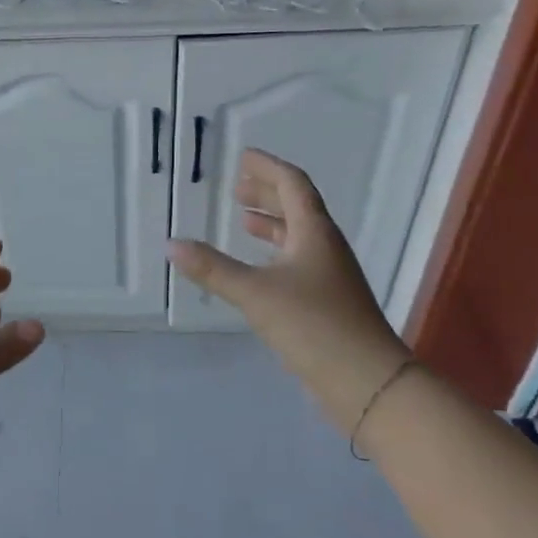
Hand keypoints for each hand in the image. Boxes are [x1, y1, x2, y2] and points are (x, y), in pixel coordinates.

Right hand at [167, 149, 409, 415]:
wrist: (366, 381)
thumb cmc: (313, 325)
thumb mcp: (256, 293)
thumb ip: (213, 268)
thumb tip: (171, 244)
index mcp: (315, 233)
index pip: (293, 185)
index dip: (268, 168)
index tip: (243, 156)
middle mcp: (325, 248)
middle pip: (297, 208)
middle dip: (267, 194)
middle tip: (237, 188)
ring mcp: (329, 277)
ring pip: (298, 237)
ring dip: (271, 225)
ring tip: (244, 221)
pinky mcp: (326, 303)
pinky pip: (297, 263)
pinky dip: (274, 255)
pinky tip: (258, 270)